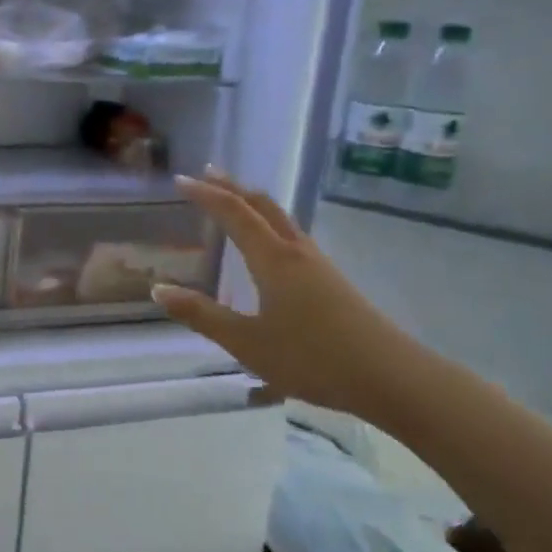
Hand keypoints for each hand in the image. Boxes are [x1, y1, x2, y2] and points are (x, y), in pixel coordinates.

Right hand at [152, 171, 420, 417]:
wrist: (392, 378)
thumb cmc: (313, 359)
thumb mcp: (247, 343)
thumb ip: (202, 315)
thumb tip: (159, 289)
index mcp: (273, 259)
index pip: (234, 213)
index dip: (206, 195)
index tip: (181, 180)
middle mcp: (296, 252)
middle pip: (262, 205)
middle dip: (232, 187)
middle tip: (207, 173)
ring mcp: (318, 265)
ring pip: (282, 218)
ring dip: (253, 203)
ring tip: (234, 199)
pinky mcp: (332, 281)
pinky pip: (292, 236)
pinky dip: (270, 223)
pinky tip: (270, 245)